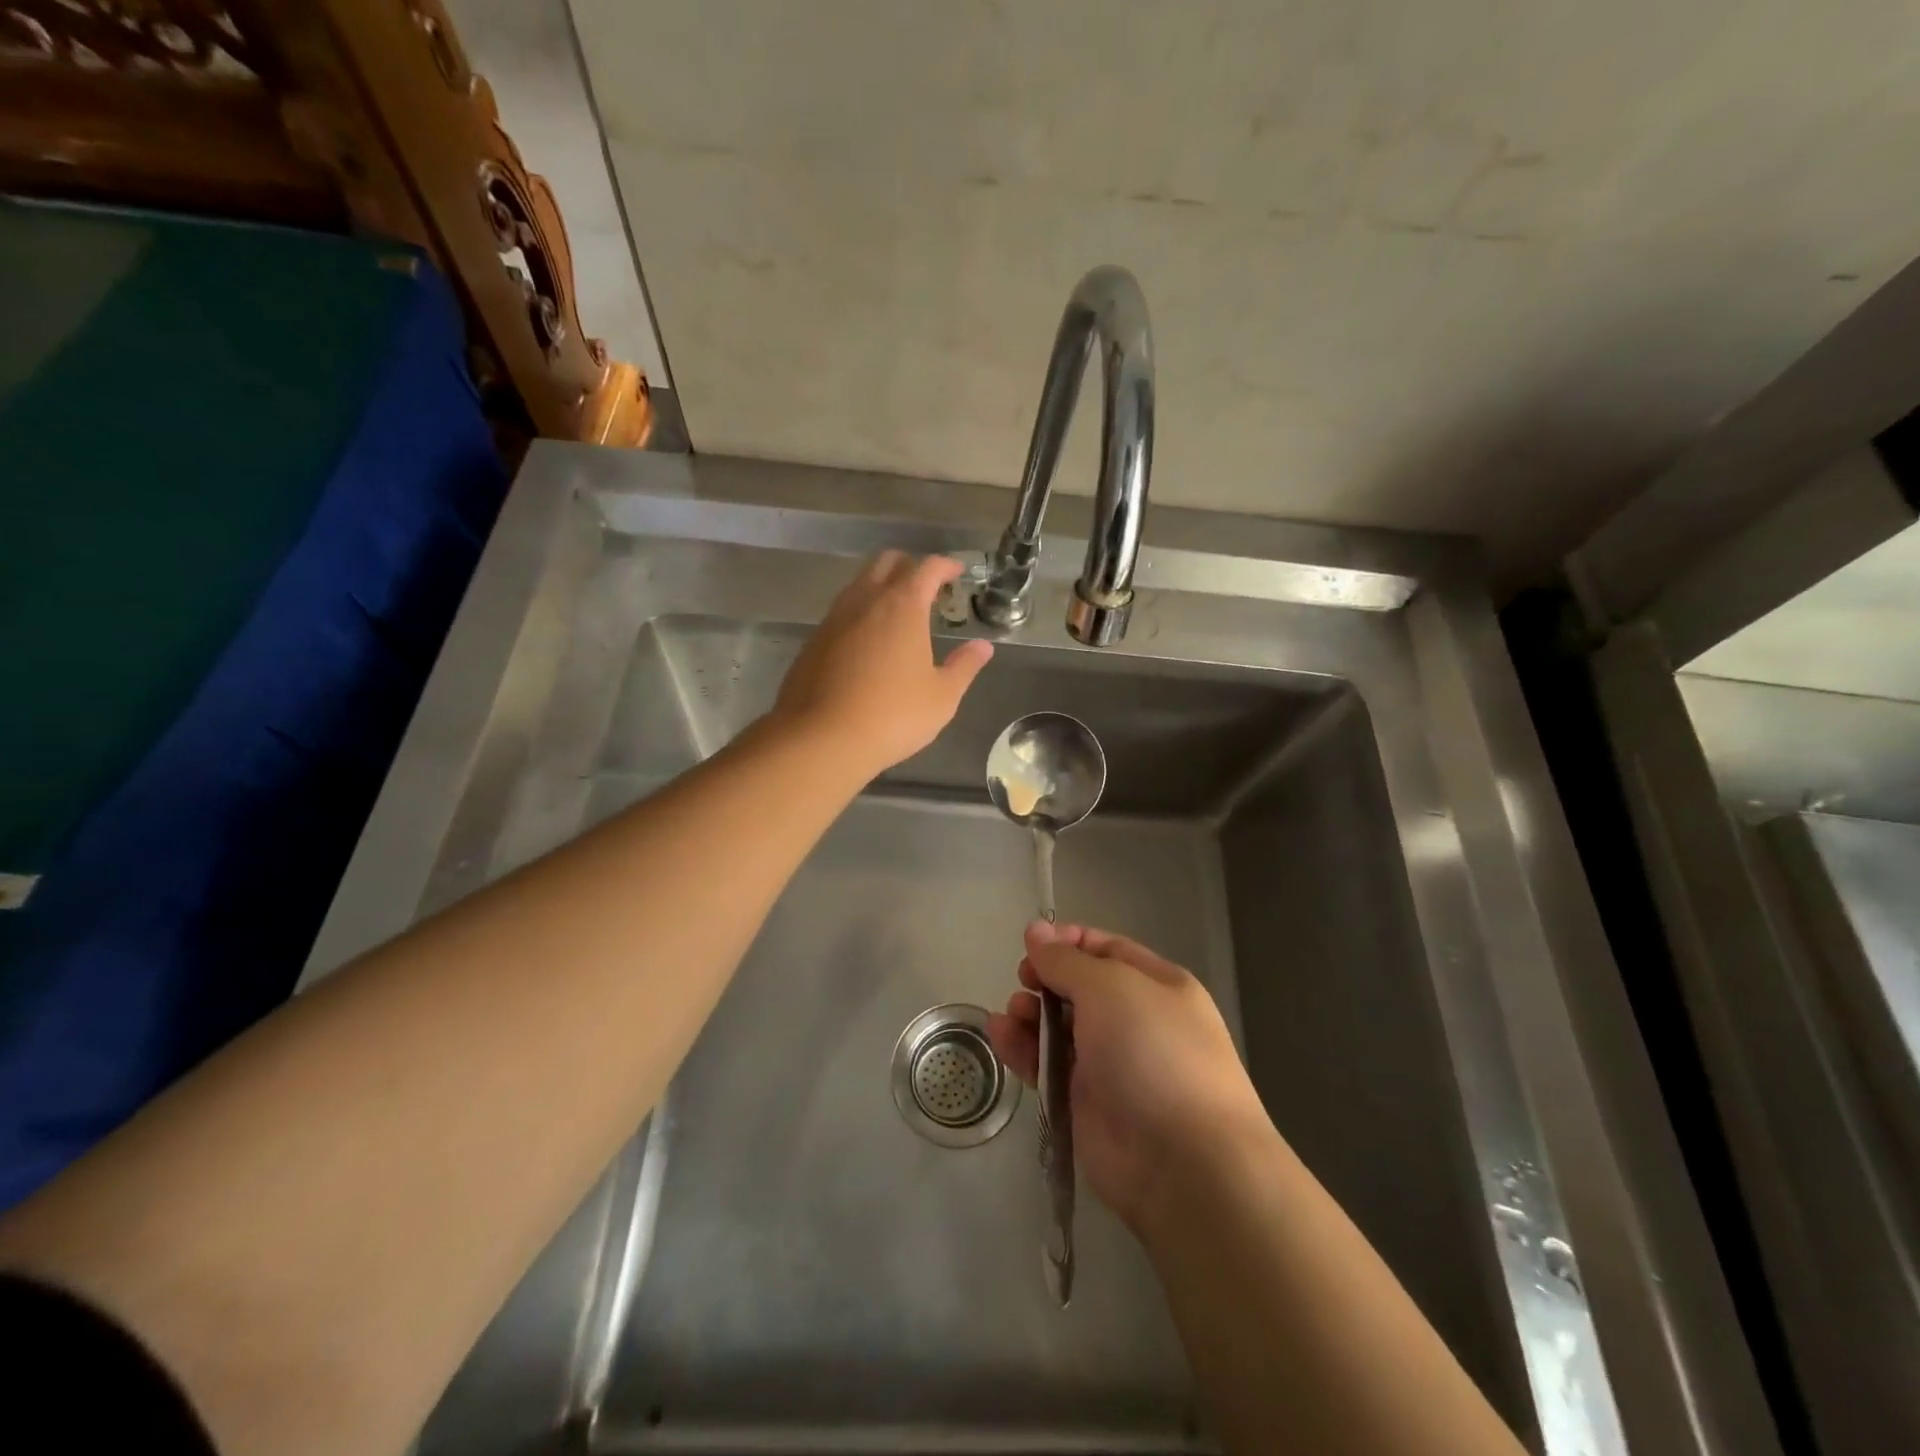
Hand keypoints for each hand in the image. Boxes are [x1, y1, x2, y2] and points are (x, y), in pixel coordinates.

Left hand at [773, 552, 993, 775]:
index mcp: (903, 606)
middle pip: (888, 562)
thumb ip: (964, 666)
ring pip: (860, 583)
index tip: (957, 572)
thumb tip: (983, 647)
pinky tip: (869, 642)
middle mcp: (866, 600)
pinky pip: (842, 611)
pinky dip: (861, 612)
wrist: (821, 738)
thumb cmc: (892, 715)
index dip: (945, 565)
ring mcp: (834, 618)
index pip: (927, 568)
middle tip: (928, 588)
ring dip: (882, 586)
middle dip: (910, 566)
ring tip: (899, 613)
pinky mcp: (814, 640)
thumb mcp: (942, 697)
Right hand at [987, 921, 1274, 1234]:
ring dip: (1030, 1014)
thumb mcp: (1110, 988)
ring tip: (1012, 1014)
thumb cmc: (1153, 1053)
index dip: (1068, 942)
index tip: (1031, 943)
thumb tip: (1036, 930)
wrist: (1183, 1163)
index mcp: (1157, 985)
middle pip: (1079, 987)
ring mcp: (1110, 1064)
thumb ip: (1066, 960)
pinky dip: (1023, 1048)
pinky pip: (1048, 1065)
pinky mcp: (1085, 1102)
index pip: (1106, 949)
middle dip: (1046, 979)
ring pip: (1059, 1027)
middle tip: (1023, 981)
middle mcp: (1136, 1021)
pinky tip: (1000, 1036)